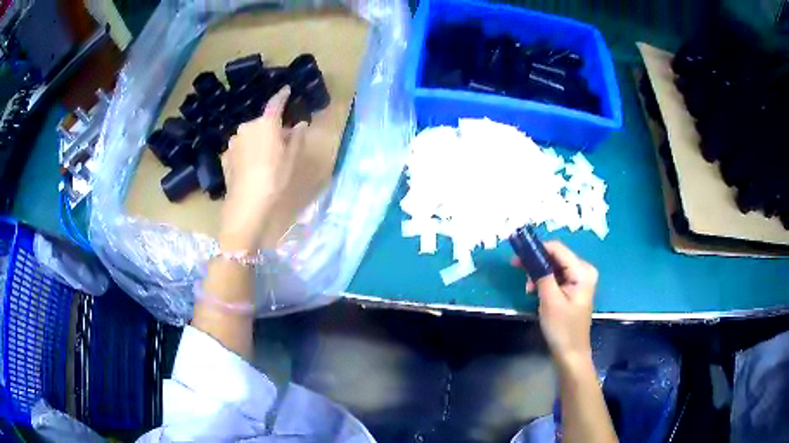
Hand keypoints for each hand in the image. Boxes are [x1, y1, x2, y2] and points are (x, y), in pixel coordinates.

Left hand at [220, 86, 306, 247]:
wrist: (246, 202)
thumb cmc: (274, 178)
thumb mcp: (291, 159)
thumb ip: (296, 138)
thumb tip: (300, 124)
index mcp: (266, 124)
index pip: (275, 104)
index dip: (282, 96)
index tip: (286, 90)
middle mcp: (247, 127)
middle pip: (262, 123)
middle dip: (271, 129)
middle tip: (280, 144)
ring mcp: (233, 142)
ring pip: (249, 136)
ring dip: (257, 141)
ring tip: (263, 159)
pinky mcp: (225, 156)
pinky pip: (239, 148)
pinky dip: (246, 152)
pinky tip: (250, 168)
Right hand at [515, 241, 597, 368]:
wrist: (570, 353)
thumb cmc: (561, 328)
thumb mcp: (550, 300)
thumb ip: (542, 274)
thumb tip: (530, 254)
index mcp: (582, 271)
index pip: (557, 249)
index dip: (537, 248)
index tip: (517, 253)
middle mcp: (584, 270)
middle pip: (556, 256)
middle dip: (536, 262)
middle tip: (517, 269)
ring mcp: (580, 279)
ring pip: (555, 266)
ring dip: (538, 273)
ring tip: (527, 288)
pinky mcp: (574, 288)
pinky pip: (557, 276)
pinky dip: (544, 280)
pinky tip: (535, 290)